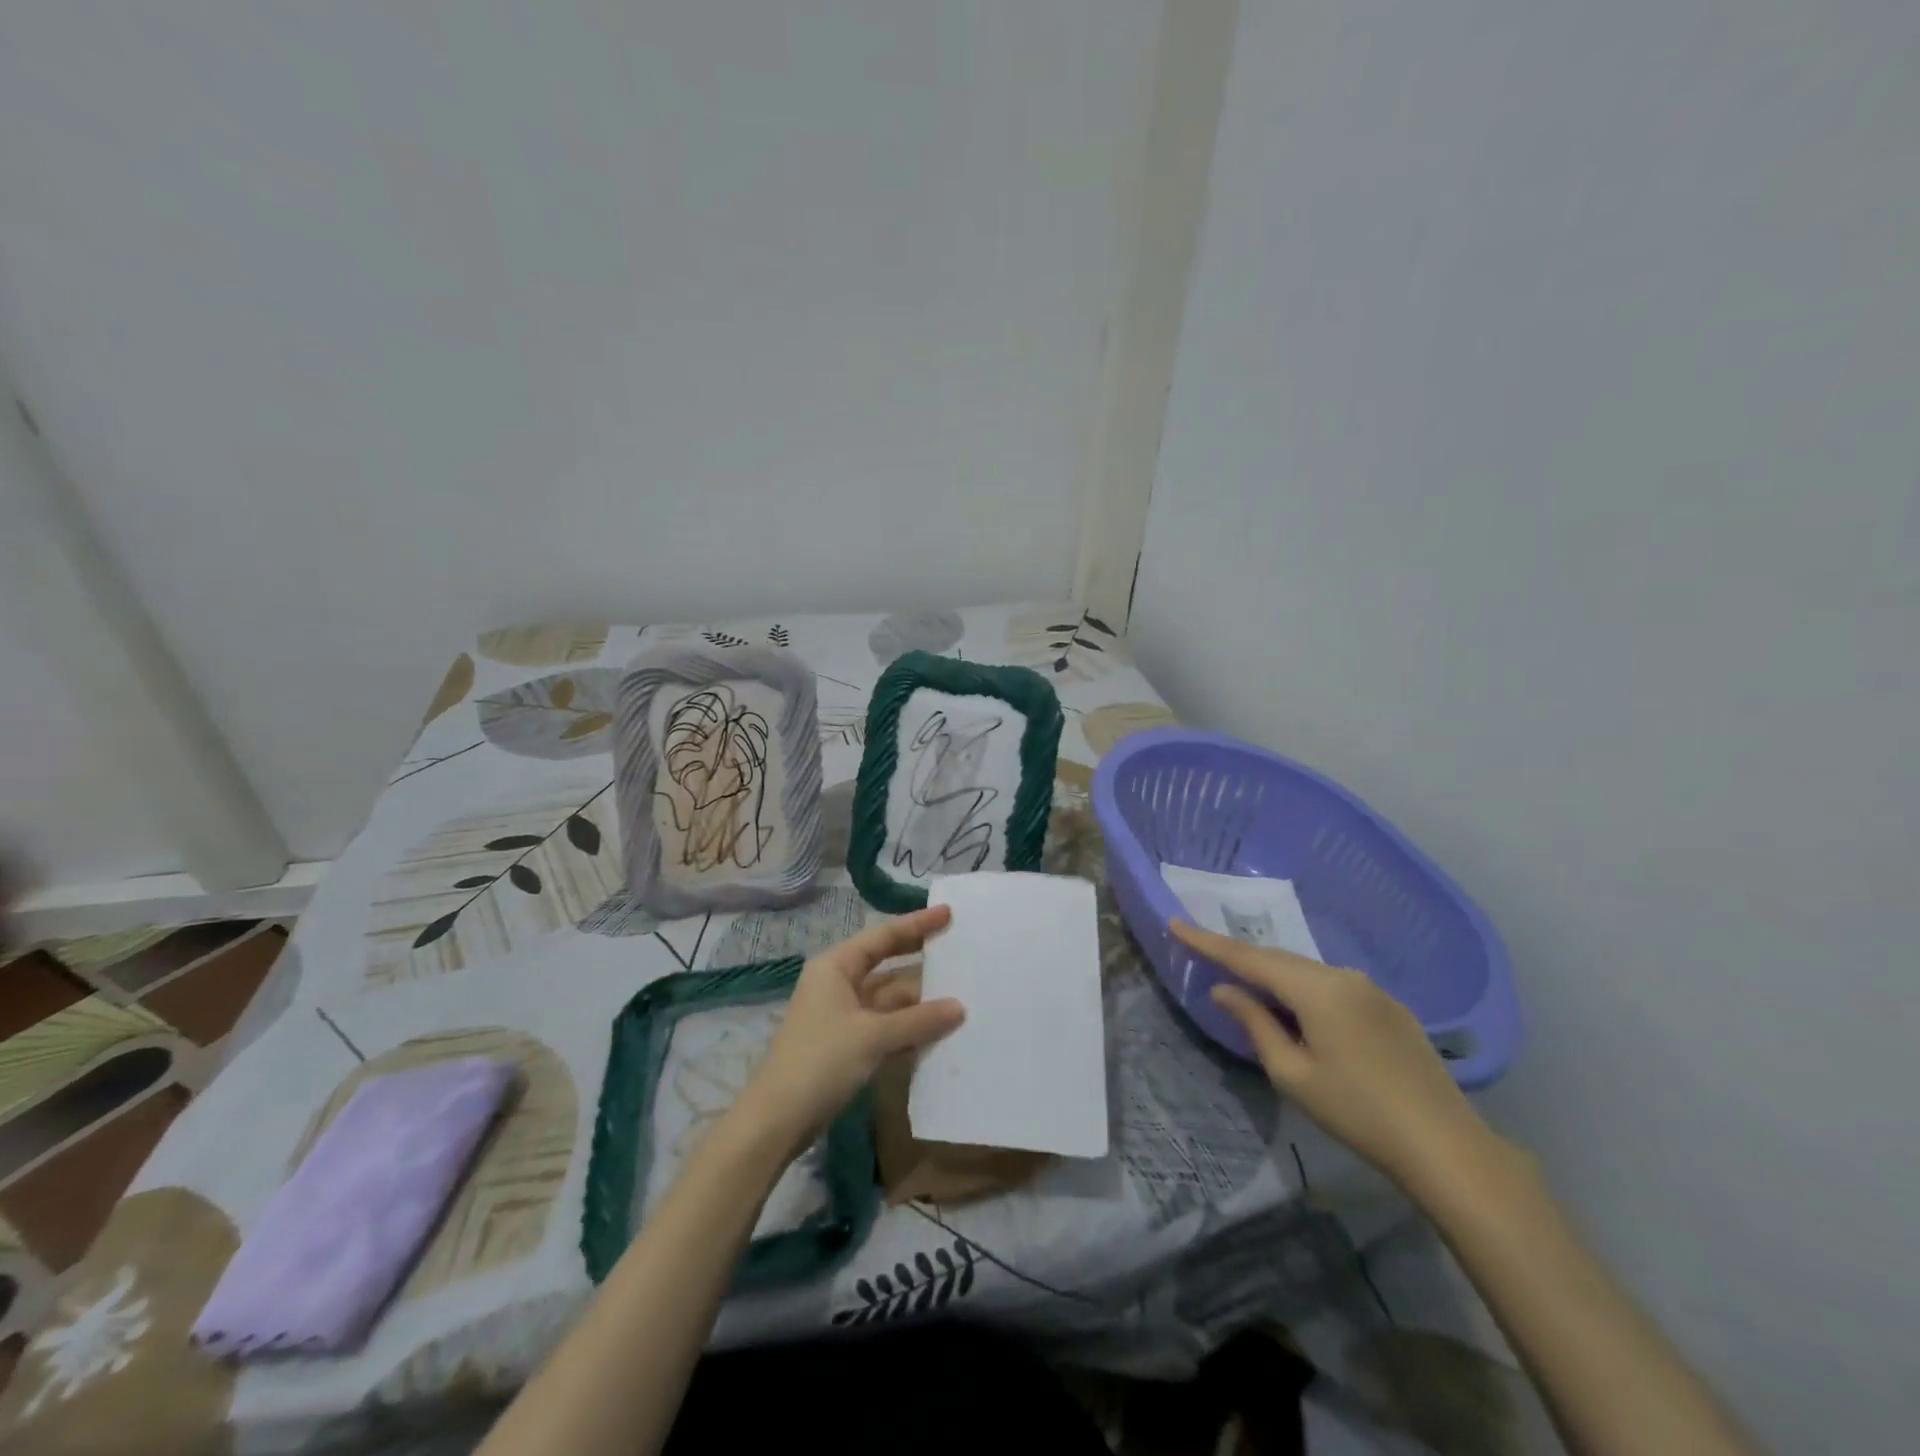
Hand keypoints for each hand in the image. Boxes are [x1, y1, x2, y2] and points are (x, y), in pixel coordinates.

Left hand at [734, 906, 963, 1149]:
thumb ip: (918, 1020)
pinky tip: (937, 1029)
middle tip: (957, 948)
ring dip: (918, 999)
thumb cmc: (820, 1062)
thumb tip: (959, 1007)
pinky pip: (884, 1025)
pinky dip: (908, 1026)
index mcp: (835, 967)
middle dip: (919, 958)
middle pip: (885, 964)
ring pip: (887, 998)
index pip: (882, 936)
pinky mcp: (845, 1045)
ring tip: (960, 992)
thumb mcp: (873, 1036)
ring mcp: (840, 1016)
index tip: (948, 914)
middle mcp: (837, 984)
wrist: (776, 1121)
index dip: (916, 925)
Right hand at [1171, 920, 1497, 1191]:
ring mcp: (1372, 990)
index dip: (1208, 941)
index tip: (1175, 923)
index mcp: (1316, 988)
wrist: (1446, 1146)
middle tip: (1206, 957)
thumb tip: (1224, 989)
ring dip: (1275, 977)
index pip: (1249, 957)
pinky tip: (1301, 1014)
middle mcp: (1343, 976)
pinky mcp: (1390, 1008)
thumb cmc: (1357, 1112)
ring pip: (1307, 972)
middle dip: (1241, 958)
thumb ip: (1254, 1023)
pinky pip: (1333, 986)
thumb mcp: (1292, 1073)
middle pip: (1279, 960)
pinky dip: (1305, 991)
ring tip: (1249, 990)